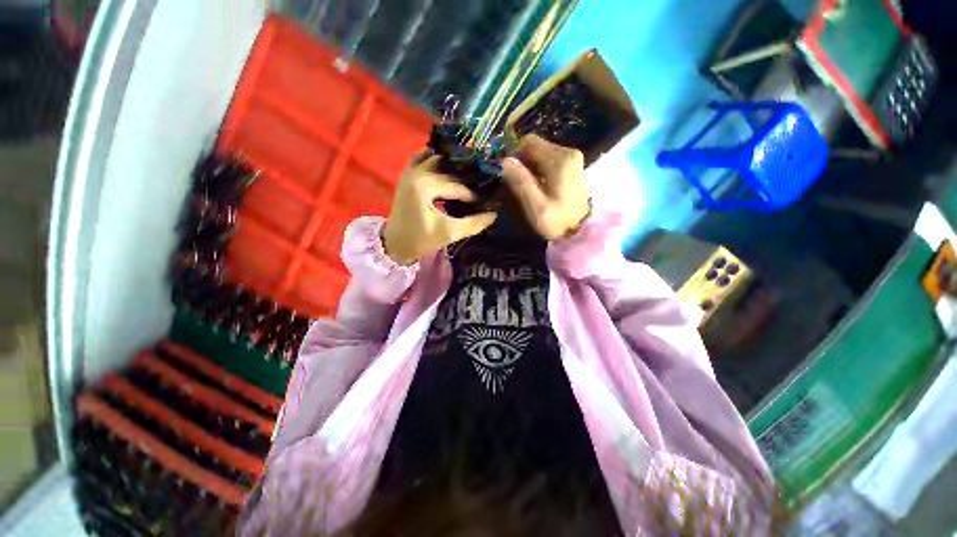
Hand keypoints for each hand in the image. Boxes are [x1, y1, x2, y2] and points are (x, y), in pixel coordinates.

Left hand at [383, 154, 496, 264]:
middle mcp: (417, 172)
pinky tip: (447, 166)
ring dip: (452, 164)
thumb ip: (474, 223)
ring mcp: (410, 171)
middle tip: (481, 184)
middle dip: (465, 178)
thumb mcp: (450, 233)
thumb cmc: (421, 240)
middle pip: (449, 170)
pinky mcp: (407, 175)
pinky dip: (434, 159)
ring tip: (468, 174)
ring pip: (436, 159)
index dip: (473, 195)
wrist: (395, 244)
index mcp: (426, 185)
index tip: (486, 201)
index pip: (457, 186)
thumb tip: (494, 214)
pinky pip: (421, 158)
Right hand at [501, 135, 589, 240]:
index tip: (509, 174)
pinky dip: (538, 168)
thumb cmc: (557, 221)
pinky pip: (547, 158)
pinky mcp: (571, 164)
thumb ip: (521, 182)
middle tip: (517, 183)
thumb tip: (504, 161)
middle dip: (522, 162)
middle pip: (535, 146)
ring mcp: (571, 157)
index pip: (529, 143)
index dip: (514, 155)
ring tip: (527, 186)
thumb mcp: (536, 206)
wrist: (579, 230)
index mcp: (560, 160)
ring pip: (540, 152)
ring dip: (529, 166)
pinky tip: (537, 185)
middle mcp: (568, 152)